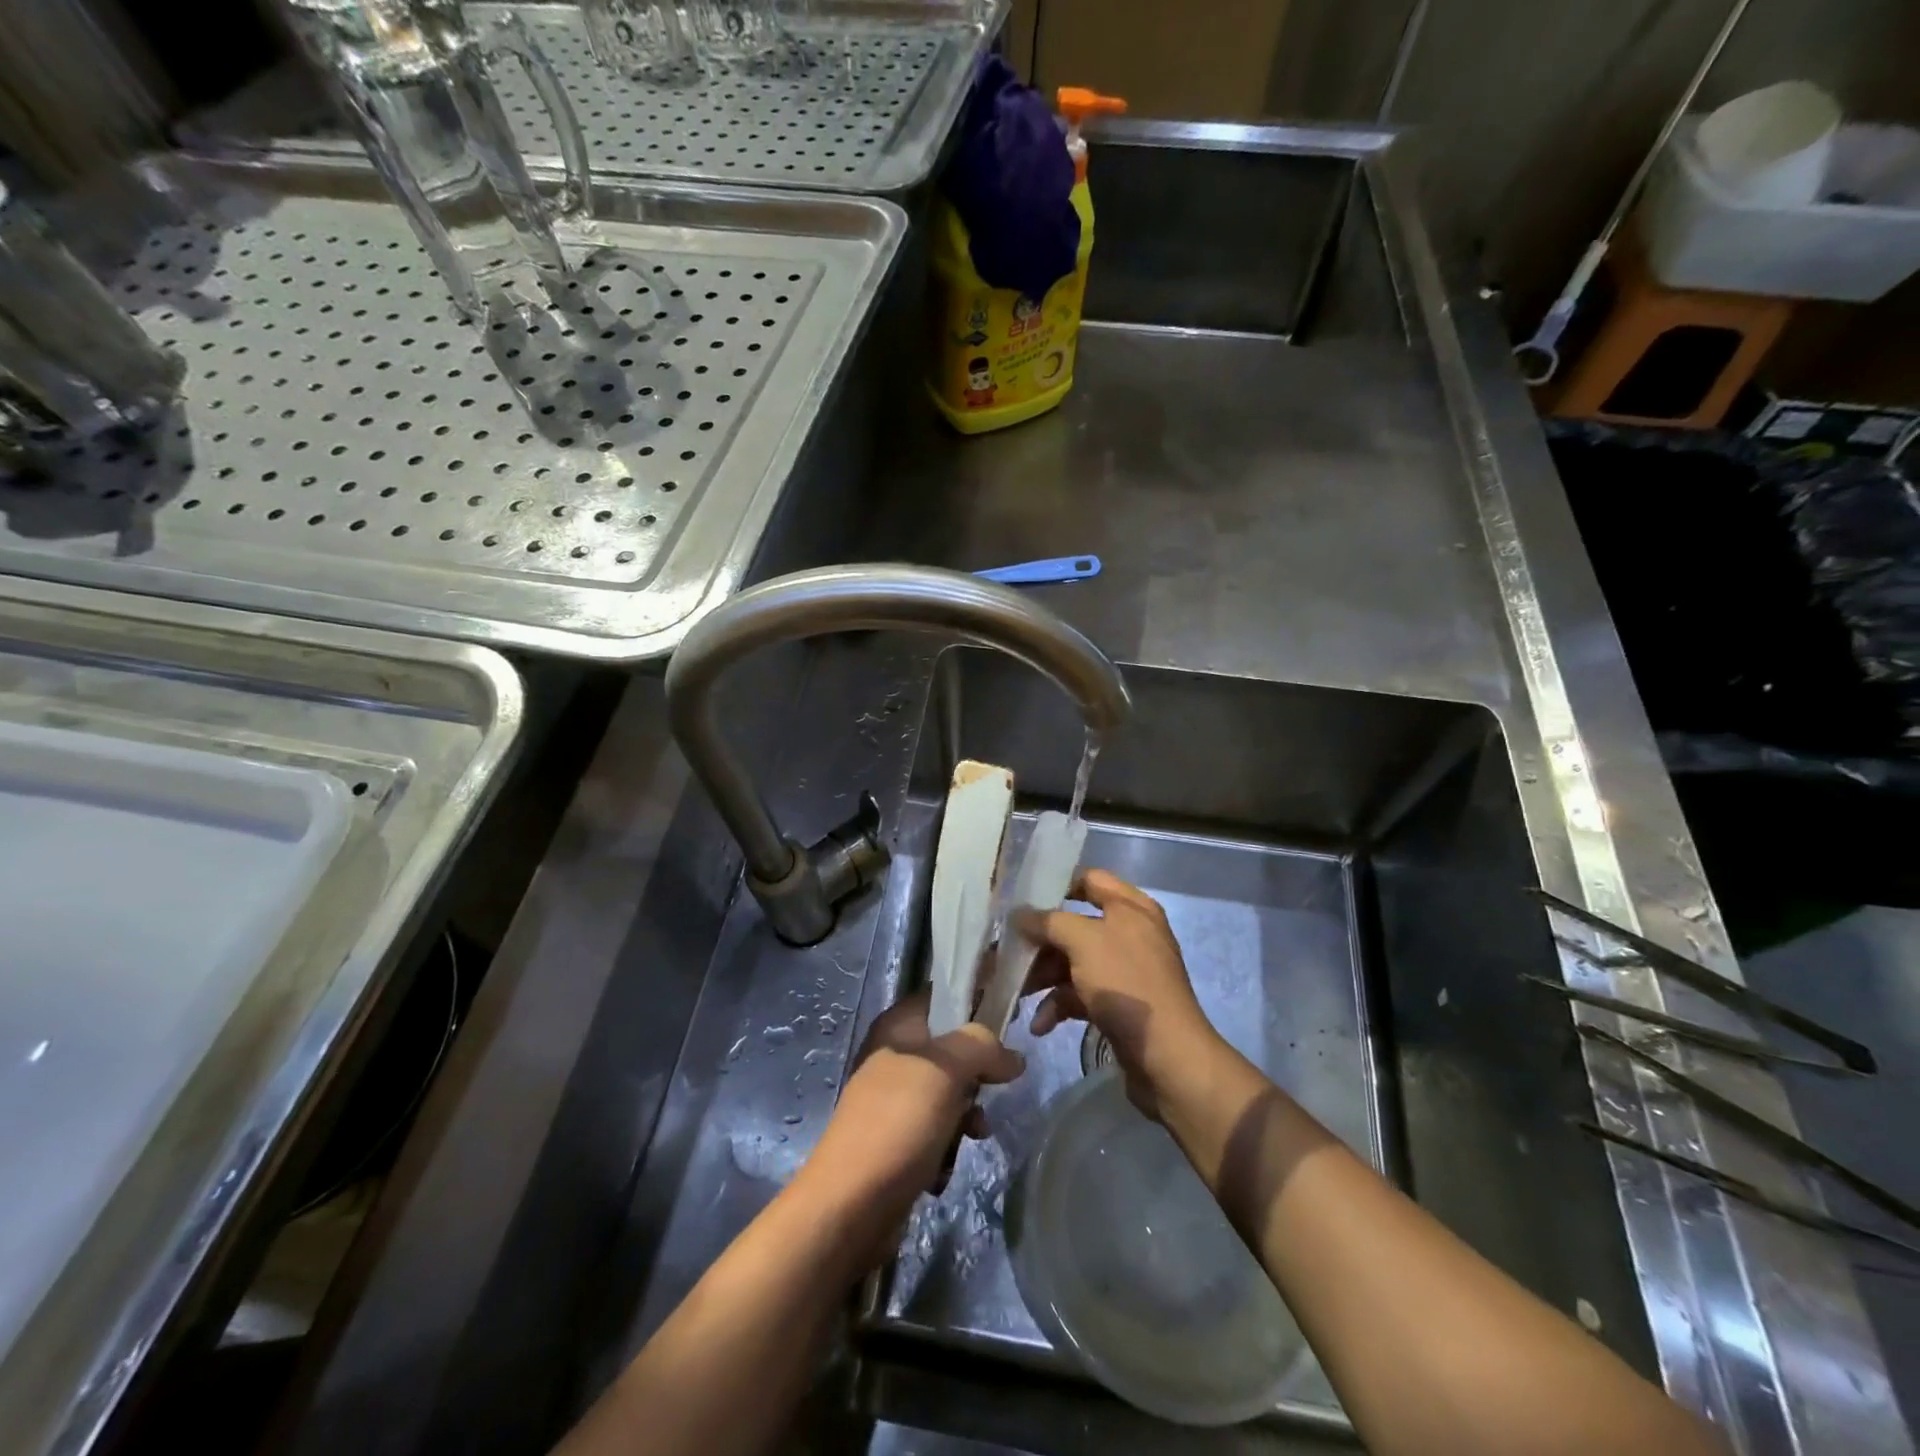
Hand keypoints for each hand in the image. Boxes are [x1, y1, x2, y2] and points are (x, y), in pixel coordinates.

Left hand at [799, 988, 1023, 1237]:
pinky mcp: (897, 1138)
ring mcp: (894, 1098)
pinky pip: (937, 1129)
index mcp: (899, 1026)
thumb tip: (1013, 1057)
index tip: (1011, 1016)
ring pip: (950, 1091)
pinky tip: (946, 1166)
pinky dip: (948, 1145)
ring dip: (967, 1115)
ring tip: (974, 1134)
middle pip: (952, 1046)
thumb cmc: (899, 1121)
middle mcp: (895, 1055)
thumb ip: (984, 1047)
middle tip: (995, 1085)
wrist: (850, 1204)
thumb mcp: (948, 1069)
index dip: (978, 999)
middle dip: (978, 1070)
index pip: (944, 994)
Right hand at [1021, 869, 1225, 1118]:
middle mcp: (1130, 933)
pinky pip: (1082, 994)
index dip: (1057, 885)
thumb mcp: (1083, 941)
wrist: (1167, 1055)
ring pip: (1074, 962)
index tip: (1023, 900)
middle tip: (1008, 953)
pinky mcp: (1120, 1004)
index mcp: (1131, 907)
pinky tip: (1040, 1024)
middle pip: (1075, 925)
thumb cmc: (1126, 984)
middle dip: (1041, 941)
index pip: (1090, 879)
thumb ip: (1048, 921)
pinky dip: (1060, 1005)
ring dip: (1044, 976)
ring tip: (1017, 994)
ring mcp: (1125, 970)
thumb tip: (1020, 914)